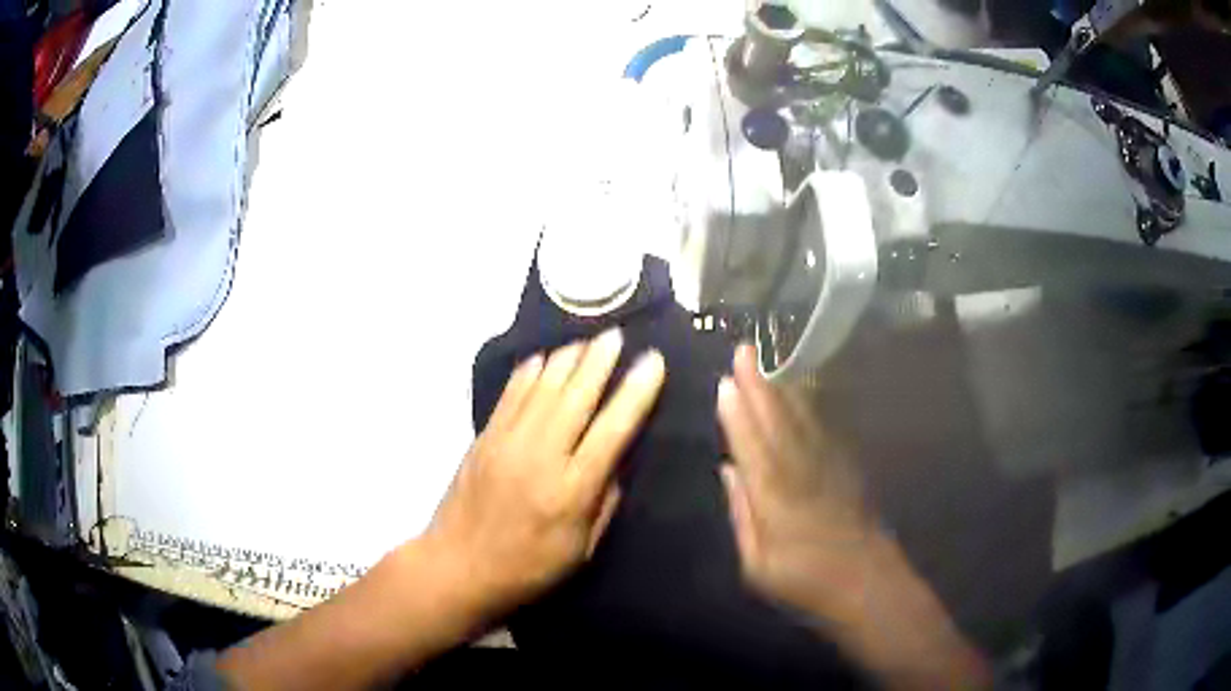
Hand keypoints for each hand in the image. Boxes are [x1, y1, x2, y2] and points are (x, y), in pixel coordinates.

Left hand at [424, 329, 665, 621]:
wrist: (458, 565)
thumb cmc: (528, 568)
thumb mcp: (581, 550)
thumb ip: (604, 503)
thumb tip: (619, 461)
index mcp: (571, 490)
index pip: (613, 429)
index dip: (636, 392)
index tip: (653, 362)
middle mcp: (541, 456)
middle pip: (576, 395)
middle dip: (601, 360)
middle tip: (618, 334)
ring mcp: (507, 442)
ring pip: (543, 386)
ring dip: (568, 358)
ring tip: (588, 339)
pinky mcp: (484, 438)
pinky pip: (511, 394)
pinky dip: (530, 371)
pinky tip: (544, 358)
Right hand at [716, 345, 872, 621]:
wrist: (866, 582)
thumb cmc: (805, 581)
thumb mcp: (758, 565)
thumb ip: (741, 515)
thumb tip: (729, 471)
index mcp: (774, 496)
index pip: (751, 444)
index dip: (736, 412)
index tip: (724, 381)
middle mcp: (800, 470)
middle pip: (776, 420)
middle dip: (758, 384)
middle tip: (744, 350)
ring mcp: (827, 464)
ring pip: (801, 417)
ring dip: (782, 388)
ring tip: (768, 362)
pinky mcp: (846, 466)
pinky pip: (823, 427)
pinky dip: (809, 405)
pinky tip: (802, 392)